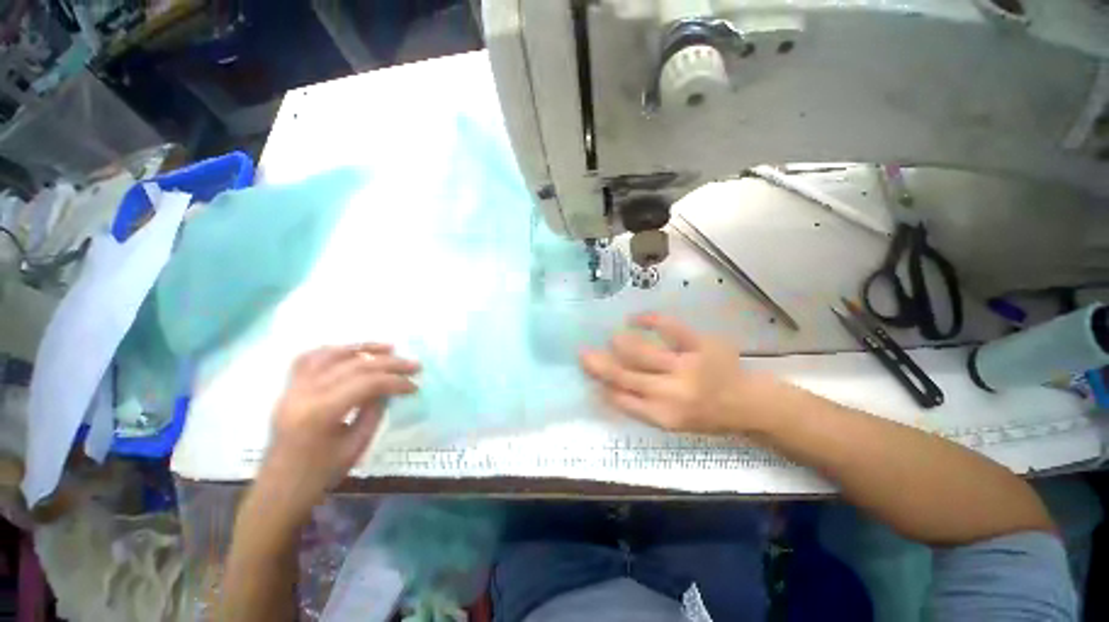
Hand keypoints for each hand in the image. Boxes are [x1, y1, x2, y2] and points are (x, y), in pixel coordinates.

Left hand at [257, 344, 419, 520]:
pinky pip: (309, 359)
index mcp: (320, 413)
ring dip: (363, 348)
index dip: (396, 381)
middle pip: (354, 365)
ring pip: (330, 354)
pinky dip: (333, 351)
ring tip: (388, 348)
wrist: (279, 491)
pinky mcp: (289, 389)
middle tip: (414, 365)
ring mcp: (292, 389)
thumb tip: (389, 389)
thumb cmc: (320, 475)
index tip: (415, 386)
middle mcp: (304, 394)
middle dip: (389, 363)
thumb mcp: (356, 446)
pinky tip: (351, 352)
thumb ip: (374, 411)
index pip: (367, 383)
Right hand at [580, 314, 772, 434]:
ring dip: (621, 344)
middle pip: (625, 375)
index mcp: (664, 416)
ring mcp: (687, 366)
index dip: (601, 385)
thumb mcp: (672, 423)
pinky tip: (635, 318)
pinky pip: (670, 327)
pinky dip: (649, 320)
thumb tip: (607, 389)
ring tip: (613, 338)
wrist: (749, 403)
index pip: (621, 400)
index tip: (589, 375)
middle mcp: (672, 393)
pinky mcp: (700, 345)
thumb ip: (640, 407)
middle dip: (600, 364)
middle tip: (584, 353)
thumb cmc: (707, 417)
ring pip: (642, 352)